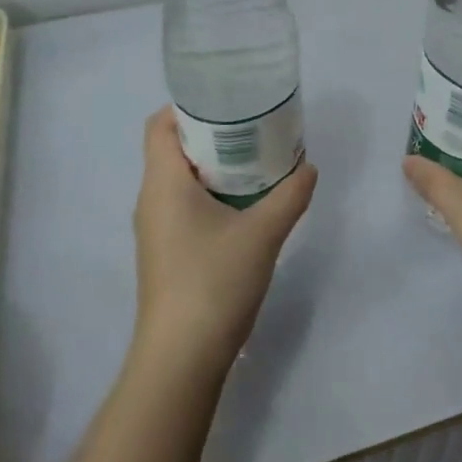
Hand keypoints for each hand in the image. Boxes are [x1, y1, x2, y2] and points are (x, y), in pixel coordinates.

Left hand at [131, 109, 317, 376]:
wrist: (181, 359)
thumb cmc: (214, 281)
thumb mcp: (263, 233)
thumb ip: (290, 195)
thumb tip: (309, 168)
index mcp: (163, 182)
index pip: (161, 125)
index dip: (188, 106)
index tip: (228, 102)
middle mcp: (151, 200)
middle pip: (174, 149)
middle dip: (213, 135)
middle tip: (255, 129)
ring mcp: (156, 230)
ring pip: (181, 180)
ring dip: (215, 167)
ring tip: (256, 163)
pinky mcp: (166, 254)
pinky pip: (184, 206)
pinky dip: (211, 195)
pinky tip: (245, 207)